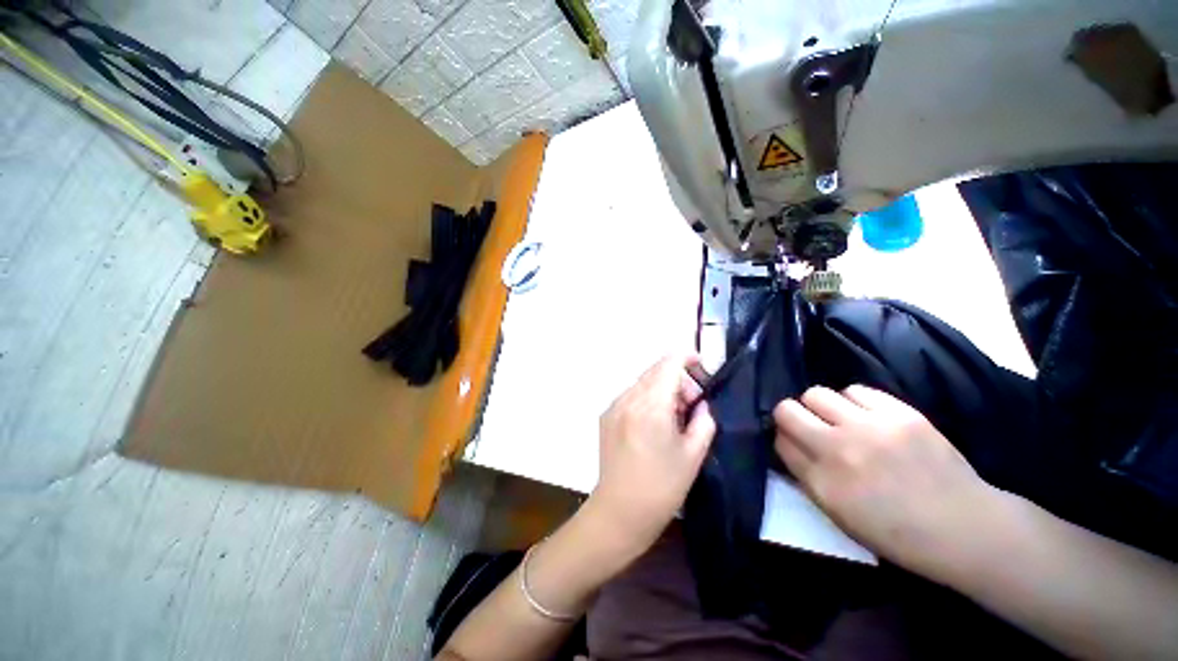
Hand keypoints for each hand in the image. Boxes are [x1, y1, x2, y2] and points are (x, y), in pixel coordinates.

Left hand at [589, 355, 716, 555]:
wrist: (620, 511)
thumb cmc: (662, 487)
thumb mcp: (693, 454)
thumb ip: (703, 421)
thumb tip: (700, 405)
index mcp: (652, 405)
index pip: (669, 363)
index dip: (687, 357)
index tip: (701, 365)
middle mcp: (629, 398)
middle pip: (655, 370)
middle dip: (677, 377)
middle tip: (692, 403)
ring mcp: (614, 406)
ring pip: (643, 382)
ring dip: (662, 388)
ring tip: (673, 416)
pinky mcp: (606, 416)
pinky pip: (631, 395)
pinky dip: (647, 398)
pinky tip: (653, 423)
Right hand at [773, 385, 1000, 576]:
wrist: (964, 528)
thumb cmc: (897, 532)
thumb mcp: (839, 515)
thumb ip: (807, 477)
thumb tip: (790, 446)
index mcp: (822, 482)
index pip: (780, 441)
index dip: (784, 440)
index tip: (795, 443)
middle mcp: (838, 449)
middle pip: (787, 410)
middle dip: (790, 416)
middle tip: (809, 426)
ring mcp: (870, 427)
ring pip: (817, 394)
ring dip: (821, 406)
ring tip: (840, 419)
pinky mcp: (899, 413)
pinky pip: (856, 390)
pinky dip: (853, 400)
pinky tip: (866, 416)